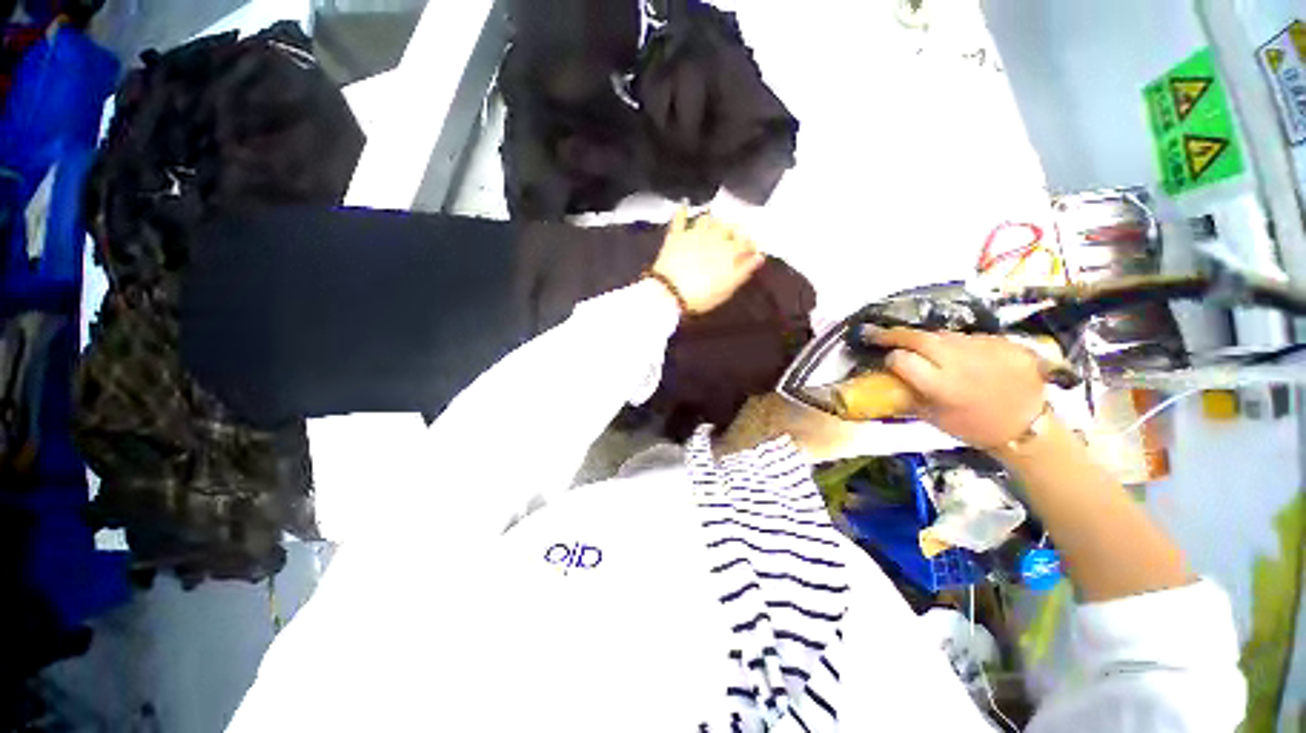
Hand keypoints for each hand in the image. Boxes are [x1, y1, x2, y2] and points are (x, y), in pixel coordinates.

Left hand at [651, 208, 765, 313]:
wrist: (670, 292)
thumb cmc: (702, 295)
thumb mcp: (727, 288)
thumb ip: (744, 270)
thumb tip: (759, 257)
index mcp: (729, 250)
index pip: (746, 241)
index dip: (750, 245)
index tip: (751, 251)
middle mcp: (714, 236)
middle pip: (729, 227)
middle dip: (734, 231)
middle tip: (734, 238)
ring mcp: (694, 234)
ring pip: (707, 218)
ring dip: (713, 221)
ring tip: (714, 224)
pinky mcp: (676, 236)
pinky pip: (679, 219)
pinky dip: (682, 211)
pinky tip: (684, 204)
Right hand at [870, 328, 1045, 447]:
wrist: (1028, 425)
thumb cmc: (973, 427)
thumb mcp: (933, 417)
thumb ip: (908, 393)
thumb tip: (887, 376)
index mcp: (942, 386)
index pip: (902, 360)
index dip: (891, 359)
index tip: (886, 361)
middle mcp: (962, 363)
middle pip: (919, 338)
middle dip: (896, 335)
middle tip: (880, 334)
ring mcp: (986, 349)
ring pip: (944, 335)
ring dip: (927, 339)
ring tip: (922, 347)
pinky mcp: (1004, 342)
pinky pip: (969, 336)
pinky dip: (957, 343)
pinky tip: (958, 354)